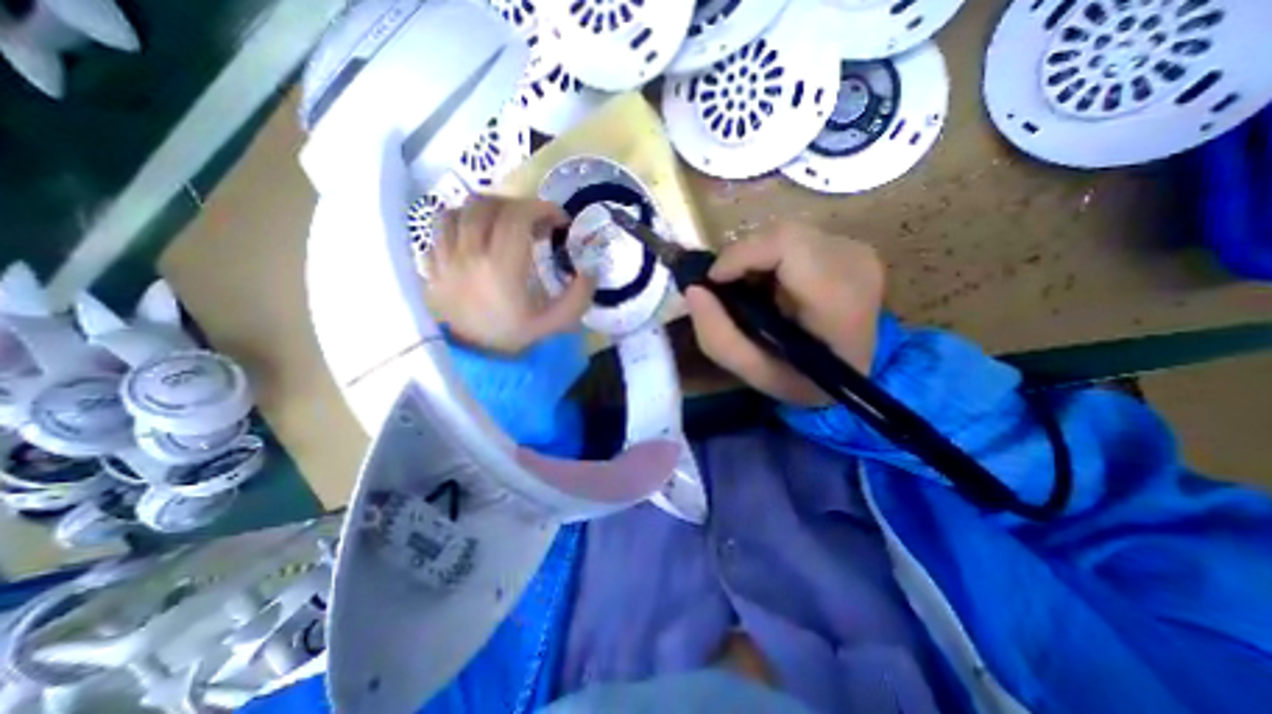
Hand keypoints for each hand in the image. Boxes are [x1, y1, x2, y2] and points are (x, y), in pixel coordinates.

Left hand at [421, 197, 591, 353]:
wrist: (475, 359)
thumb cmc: (515, 337)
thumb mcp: (555, 323)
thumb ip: (578, 297)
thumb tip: (590, 269)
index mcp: (501, 268)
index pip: (516, 217)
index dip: (541, 208)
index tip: (558, 219)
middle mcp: (468, 256)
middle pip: (486, 205)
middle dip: (517, 205)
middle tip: (535, 221)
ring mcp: (445, 259)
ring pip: (458, 211)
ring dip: (486, 210)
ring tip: (504, 223)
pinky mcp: (432, 266)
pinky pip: (438, 229)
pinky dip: (459, 222)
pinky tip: (475, 234)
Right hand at [686, 223, 886, 409]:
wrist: (854, 376)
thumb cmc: (804, 381)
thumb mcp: (754, 373)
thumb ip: (717, 337)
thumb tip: (692, 290)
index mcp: (839, 299)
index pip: (786, 243)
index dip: (741, 254)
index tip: (714, 281)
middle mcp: (855, 263)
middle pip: (782, 233)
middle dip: (743, 258)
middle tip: (727, 289)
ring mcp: (858, 250)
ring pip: (785, 232)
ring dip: (755, 259)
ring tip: (750, 292)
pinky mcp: (850, 246)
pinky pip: (795, 238)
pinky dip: (770, 258)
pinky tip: (771, 286)